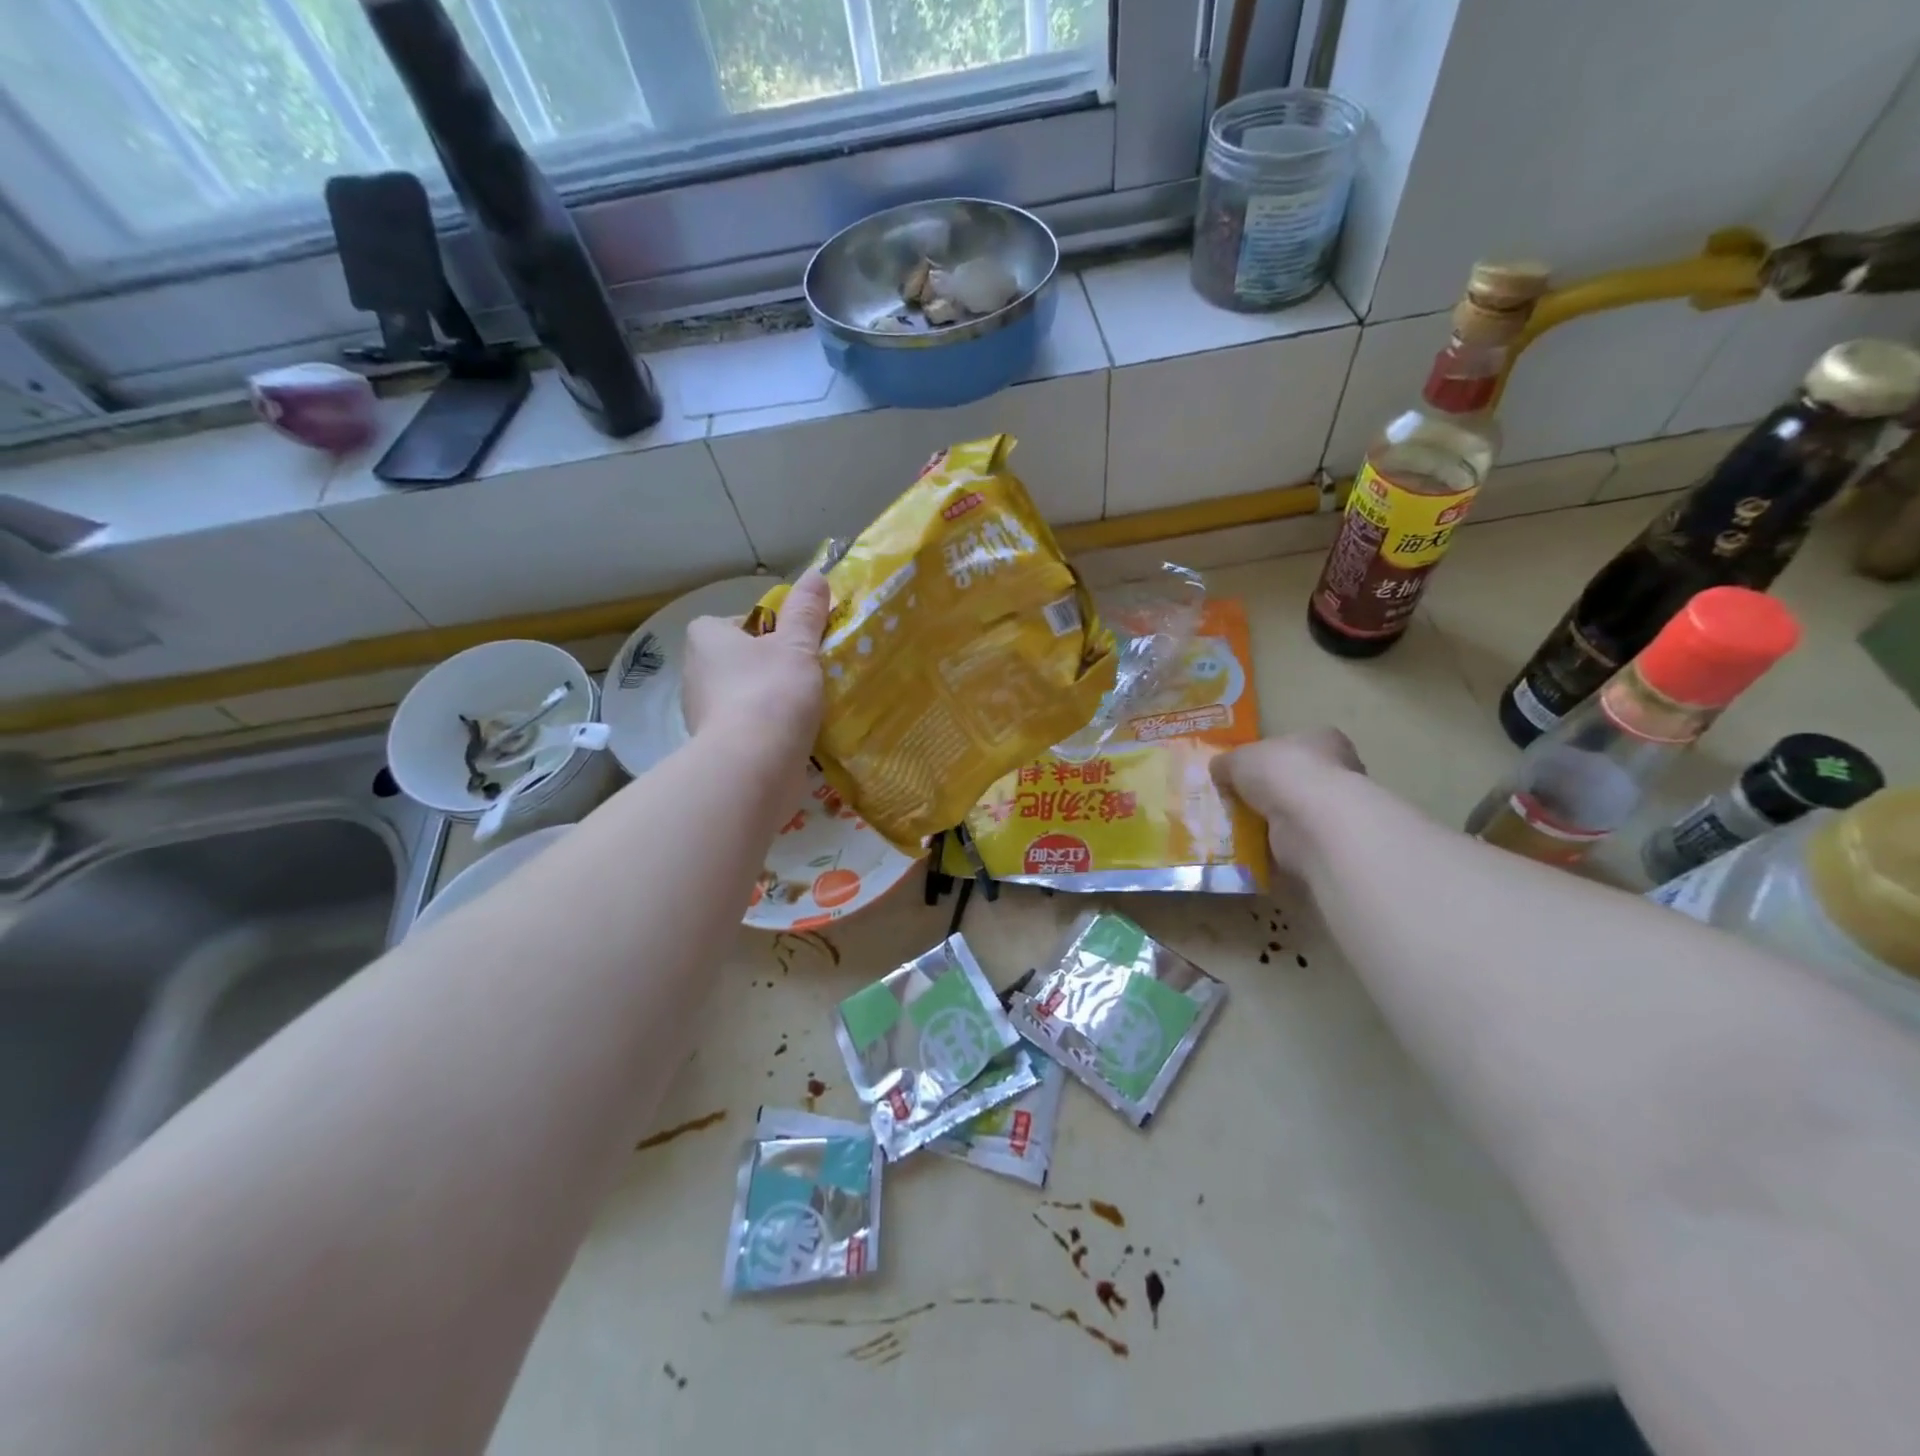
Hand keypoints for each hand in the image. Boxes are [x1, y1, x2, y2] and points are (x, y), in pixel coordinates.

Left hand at [682, 571, 829, 767]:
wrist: (753, 766)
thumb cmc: (771, 692)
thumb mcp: (797, 645)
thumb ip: (807, 612)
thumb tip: (816, 574)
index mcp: (706, 639)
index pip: (734, 623)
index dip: (766, 630)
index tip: (794, 644)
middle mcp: (695, 674)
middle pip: (739, 661)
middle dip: (769, 668)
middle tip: (805, 675)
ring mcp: (702, 715)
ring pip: (742, 697)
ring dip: (769, 701)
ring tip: (806, 708)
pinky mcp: (715, 749)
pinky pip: (746, 730)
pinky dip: (767, 732)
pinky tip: (795, 737)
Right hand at [1213, 729, 1365, 875]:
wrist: (1311, 823)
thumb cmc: (1281, 773)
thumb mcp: (1239, 758)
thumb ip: (1227, 762)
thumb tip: (1219, 769)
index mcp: (1321, 740)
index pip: (1294, 743)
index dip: (1267, 755)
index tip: (1244, 770)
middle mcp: (1337, 771)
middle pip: (1294, 778)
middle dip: (1267, 791)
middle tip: (1235, 800)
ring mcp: (1335, 809)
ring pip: (1293, 811)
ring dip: (1269, 819)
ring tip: (1235, 825)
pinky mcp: (1328, 841)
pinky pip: (1292, 839)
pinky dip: (1273, 843)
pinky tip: (1249, 844)